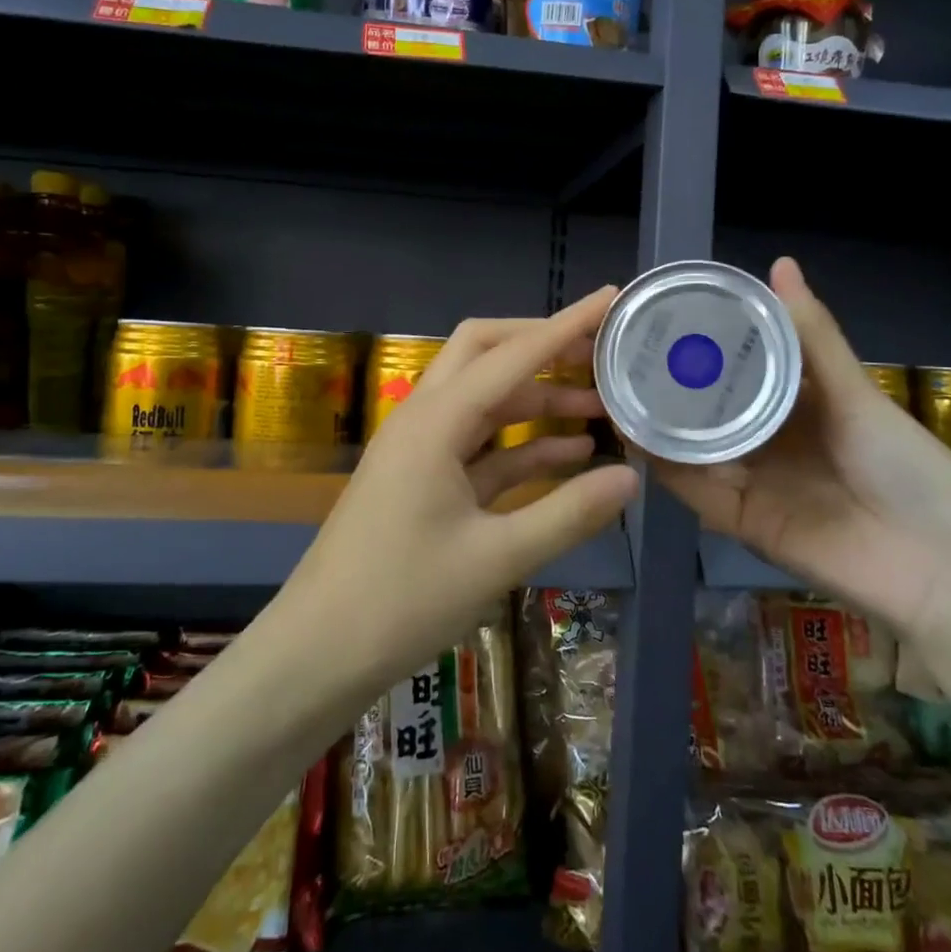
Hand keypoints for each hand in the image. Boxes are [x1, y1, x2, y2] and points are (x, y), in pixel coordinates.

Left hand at [275, 286, 639, 684]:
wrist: (318, 652)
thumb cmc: (401, 600)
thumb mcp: (496, 558)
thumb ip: (568, 513)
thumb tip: (632, 478)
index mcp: (436, 422)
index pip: (512, 354)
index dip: (565, 325)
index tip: (610, 299)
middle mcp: (424, 419)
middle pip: (485, 354)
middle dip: (543, 347)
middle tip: (601, 353)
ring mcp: (421, 449)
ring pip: (485, 400)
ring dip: (537, 398)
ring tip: (600, 406)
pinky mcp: (423, 479)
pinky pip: (479, 445)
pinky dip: (522, 442)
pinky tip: (569, 454)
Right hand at [648, 258, 950, 641]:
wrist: (938, 565)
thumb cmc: (905, 466)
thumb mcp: (856, 394)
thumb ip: (812, 336)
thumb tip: (779, 263)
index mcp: (798, 407)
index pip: (741, 370)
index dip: (707, 347)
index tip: (667, 317)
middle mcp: (769, 441)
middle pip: (710, 410)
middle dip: (672, 385)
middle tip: (627, 352)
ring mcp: (753, 482)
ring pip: (694, 448)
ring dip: (659, 424)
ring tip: (618, 389)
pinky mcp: (742, 522)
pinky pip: (697, 491)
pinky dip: (667, 468)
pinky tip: (637, 438)